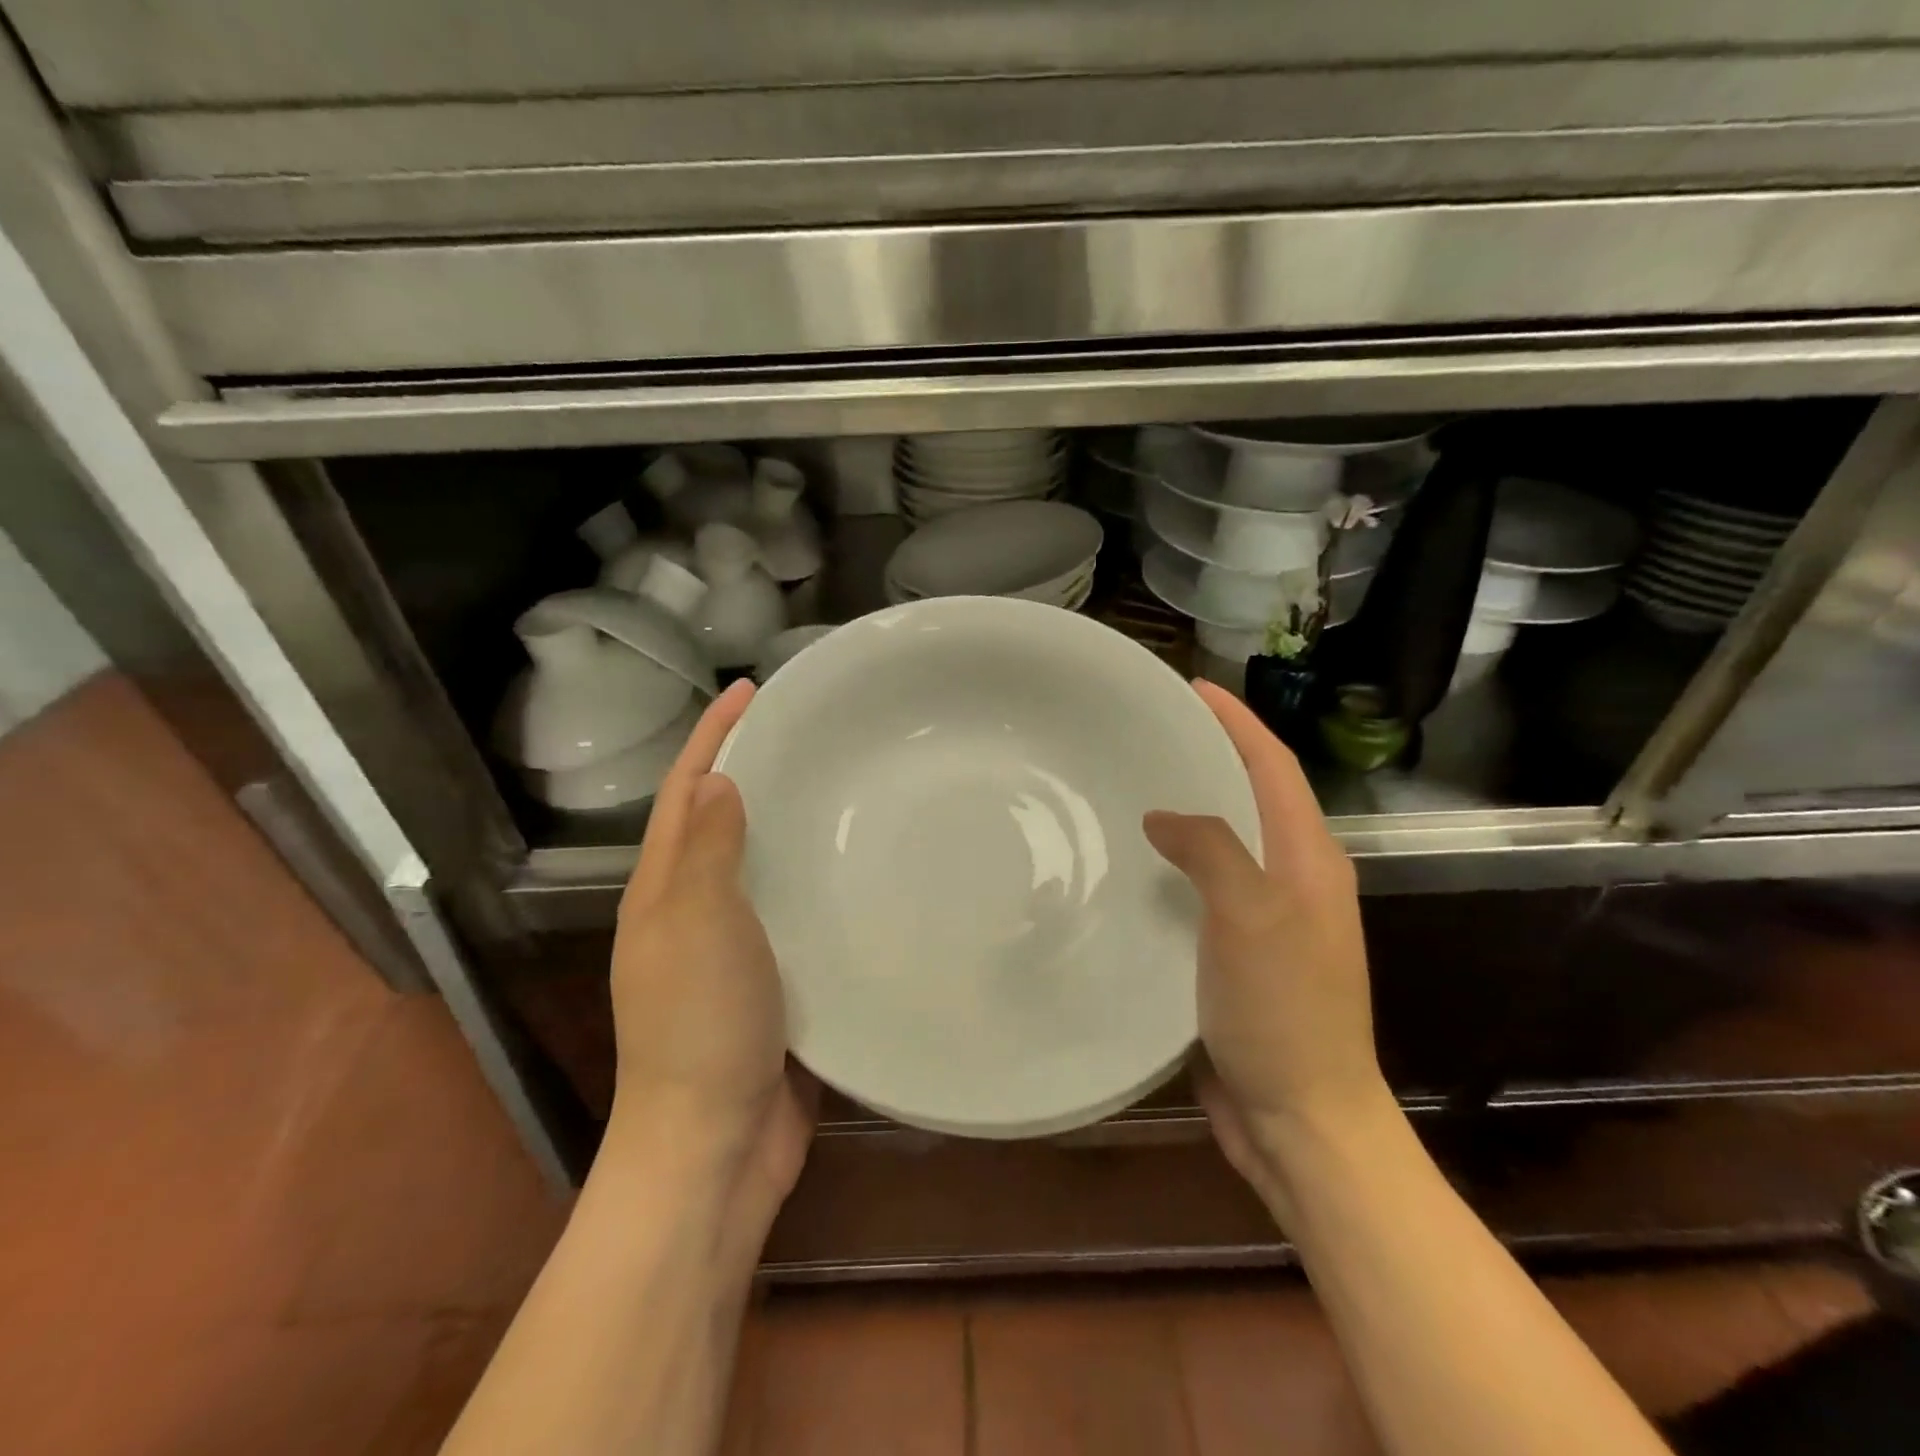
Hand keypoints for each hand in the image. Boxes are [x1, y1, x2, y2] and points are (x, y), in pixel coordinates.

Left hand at [608, 680, 814, 1233]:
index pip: (687, 791)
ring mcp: (736, 945)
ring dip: (790, 823)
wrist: (713, 1144)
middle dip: (756, 768)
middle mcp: (695, 908)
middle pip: (722, 819)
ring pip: (763, 864)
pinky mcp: (775, 978)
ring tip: (845, 787)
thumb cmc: (700, 1027)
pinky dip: (817, 880)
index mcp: (665, 888)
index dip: (714, 736)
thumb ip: (709, 853)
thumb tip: (721, 783)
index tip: (751, 689)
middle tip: (814, 732)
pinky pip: (795, 910)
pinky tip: (861, 870)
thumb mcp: (697, 926)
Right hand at [1143, 681, 1387, 1205]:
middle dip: (1211, 756)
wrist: (1303, 1118)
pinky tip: (1137, 869)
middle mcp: (1294, 880)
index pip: (1273, 767)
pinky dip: (1175, 867)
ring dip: (1190, 810)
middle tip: (1152, 733)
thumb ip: (1211, 850)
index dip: (1237, 722)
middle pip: (1252, 797)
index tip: (1194, 687)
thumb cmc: (1284, 1012)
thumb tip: (1164, 816)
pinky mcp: (1238, 954)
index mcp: (1310, 860)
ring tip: (1135, 788)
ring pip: (1225, 844)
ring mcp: (1267, 920)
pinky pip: (1204, 890)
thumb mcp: (1251, 917)